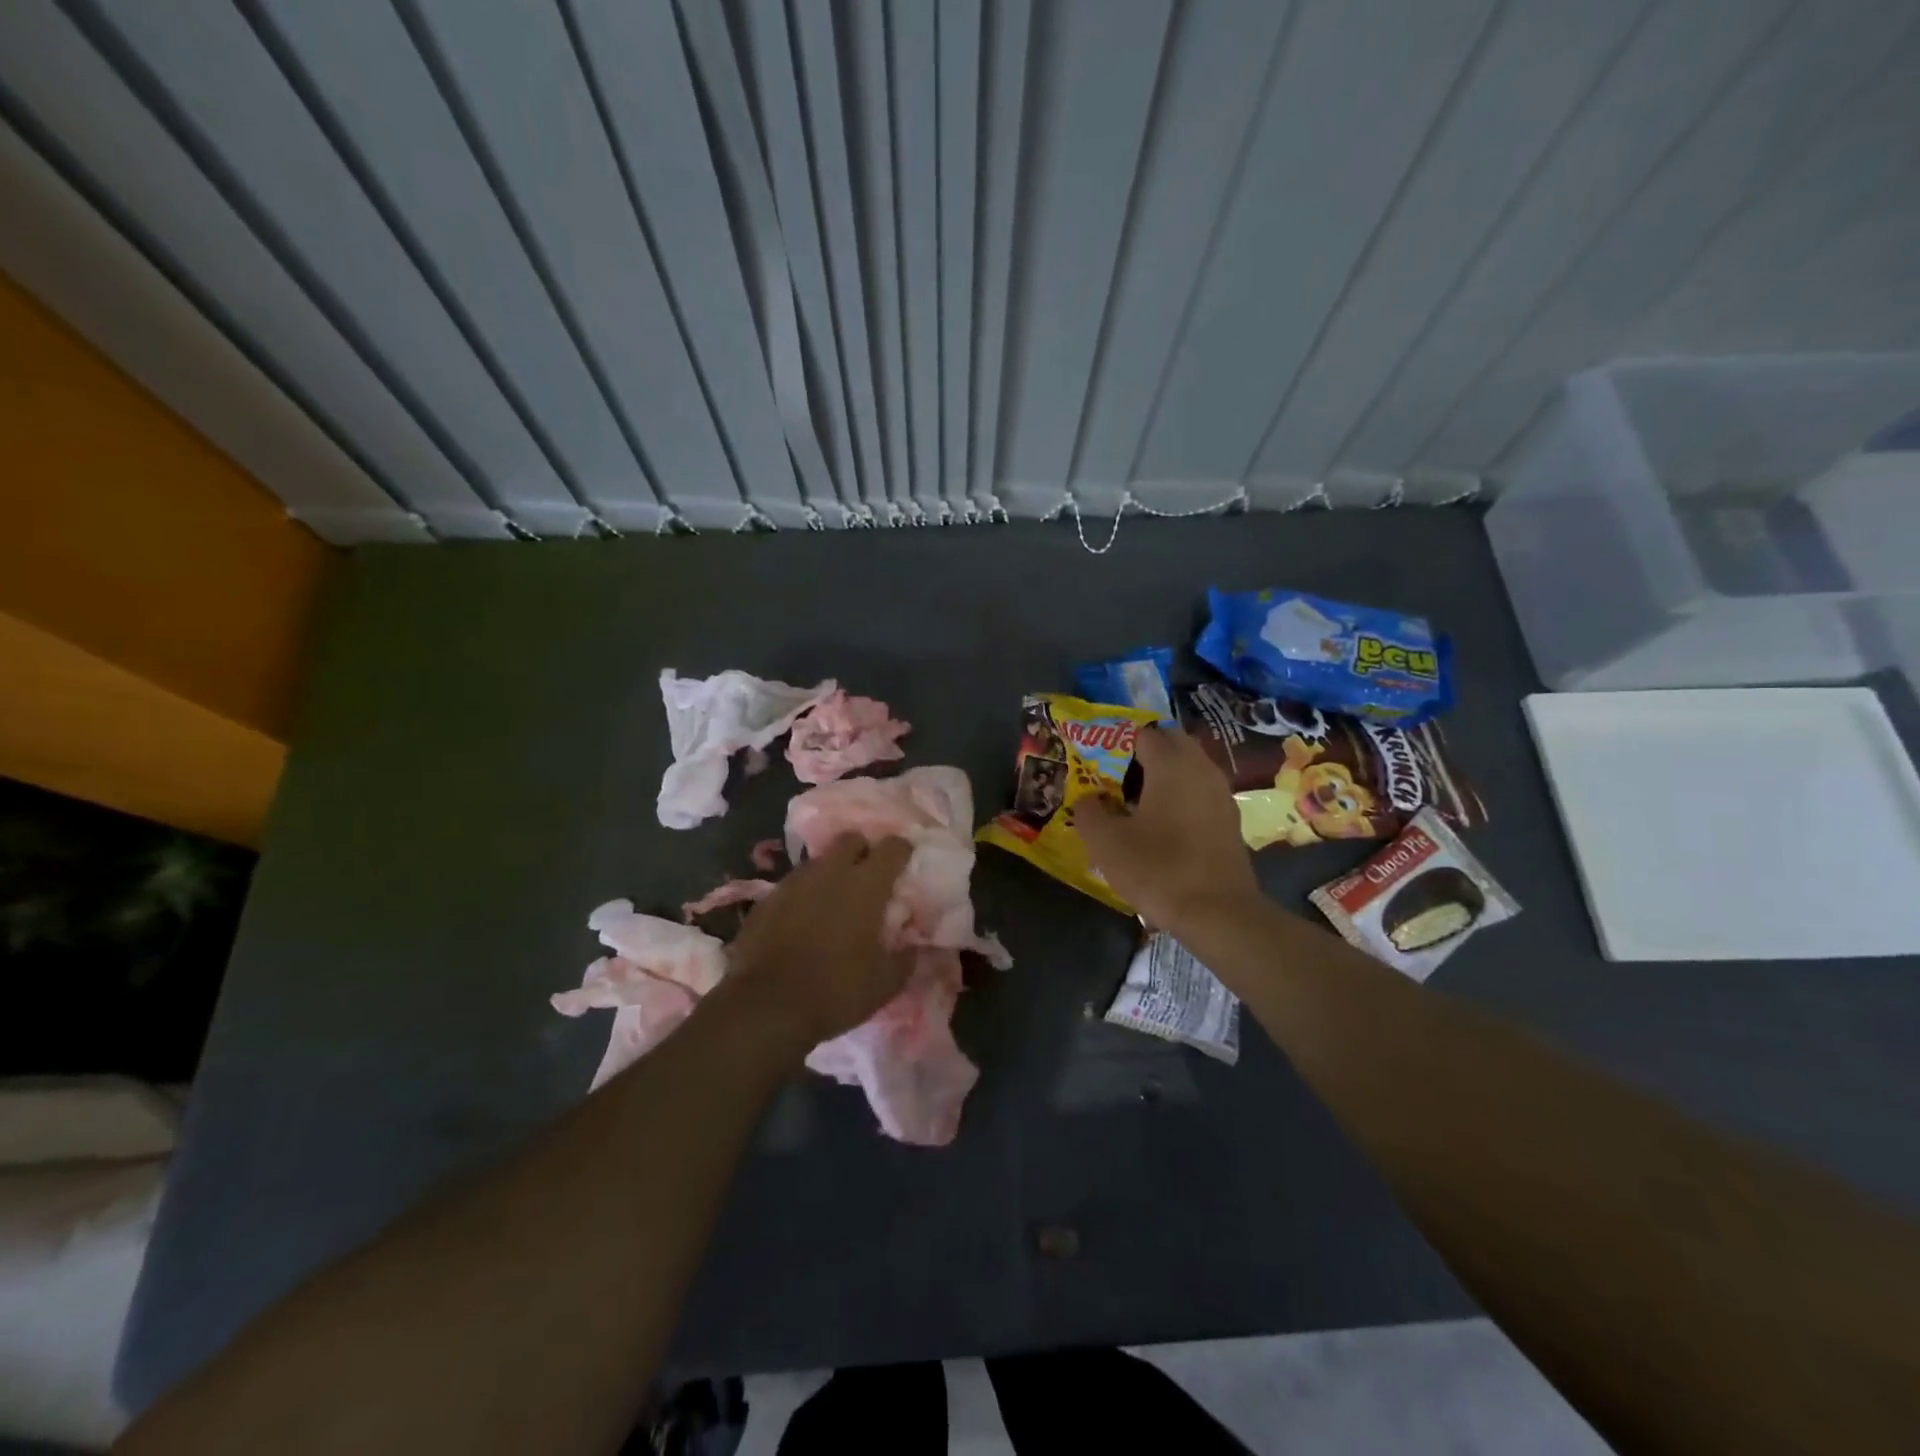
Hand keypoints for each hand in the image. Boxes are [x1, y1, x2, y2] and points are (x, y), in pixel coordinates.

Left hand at [727, 834, 915, 1047]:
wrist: (765, 1007)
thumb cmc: (836, 991)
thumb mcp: (885, 983)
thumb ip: (906, 958)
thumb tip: (914, 946)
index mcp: (867, 885)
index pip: (893, 847)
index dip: (902, 851)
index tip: (905, 865)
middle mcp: (831, 872)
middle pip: (852, 839)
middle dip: (864, 851)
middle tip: (869, 879)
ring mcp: (794, 882)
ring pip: (820, 861)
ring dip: (832, 873)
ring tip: (835, 902)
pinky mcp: (766, 899)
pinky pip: (793, 884)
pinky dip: (804, 895)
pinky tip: (803, 921)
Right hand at [1071, 724, 1260, 932]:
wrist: (1219, 913)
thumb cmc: (1157, 869)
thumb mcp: (1106, 843)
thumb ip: (1089, 812)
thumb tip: (1088, 799)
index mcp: (1171, 764)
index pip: (1143, 733)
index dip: (1117, 743)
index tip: (1098, 762)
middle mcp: (1201, 768)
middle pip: (1171, 743)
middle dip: (1144, 752)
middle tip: (1117, 777)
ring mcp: (1220, 794)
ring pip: (1189, 767)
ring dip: (1164, 774)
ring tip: (1136, 800)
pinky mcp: (1229, 819)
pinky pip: (1200, 791)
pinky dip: (1181, 796)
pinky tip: (1162, 823)